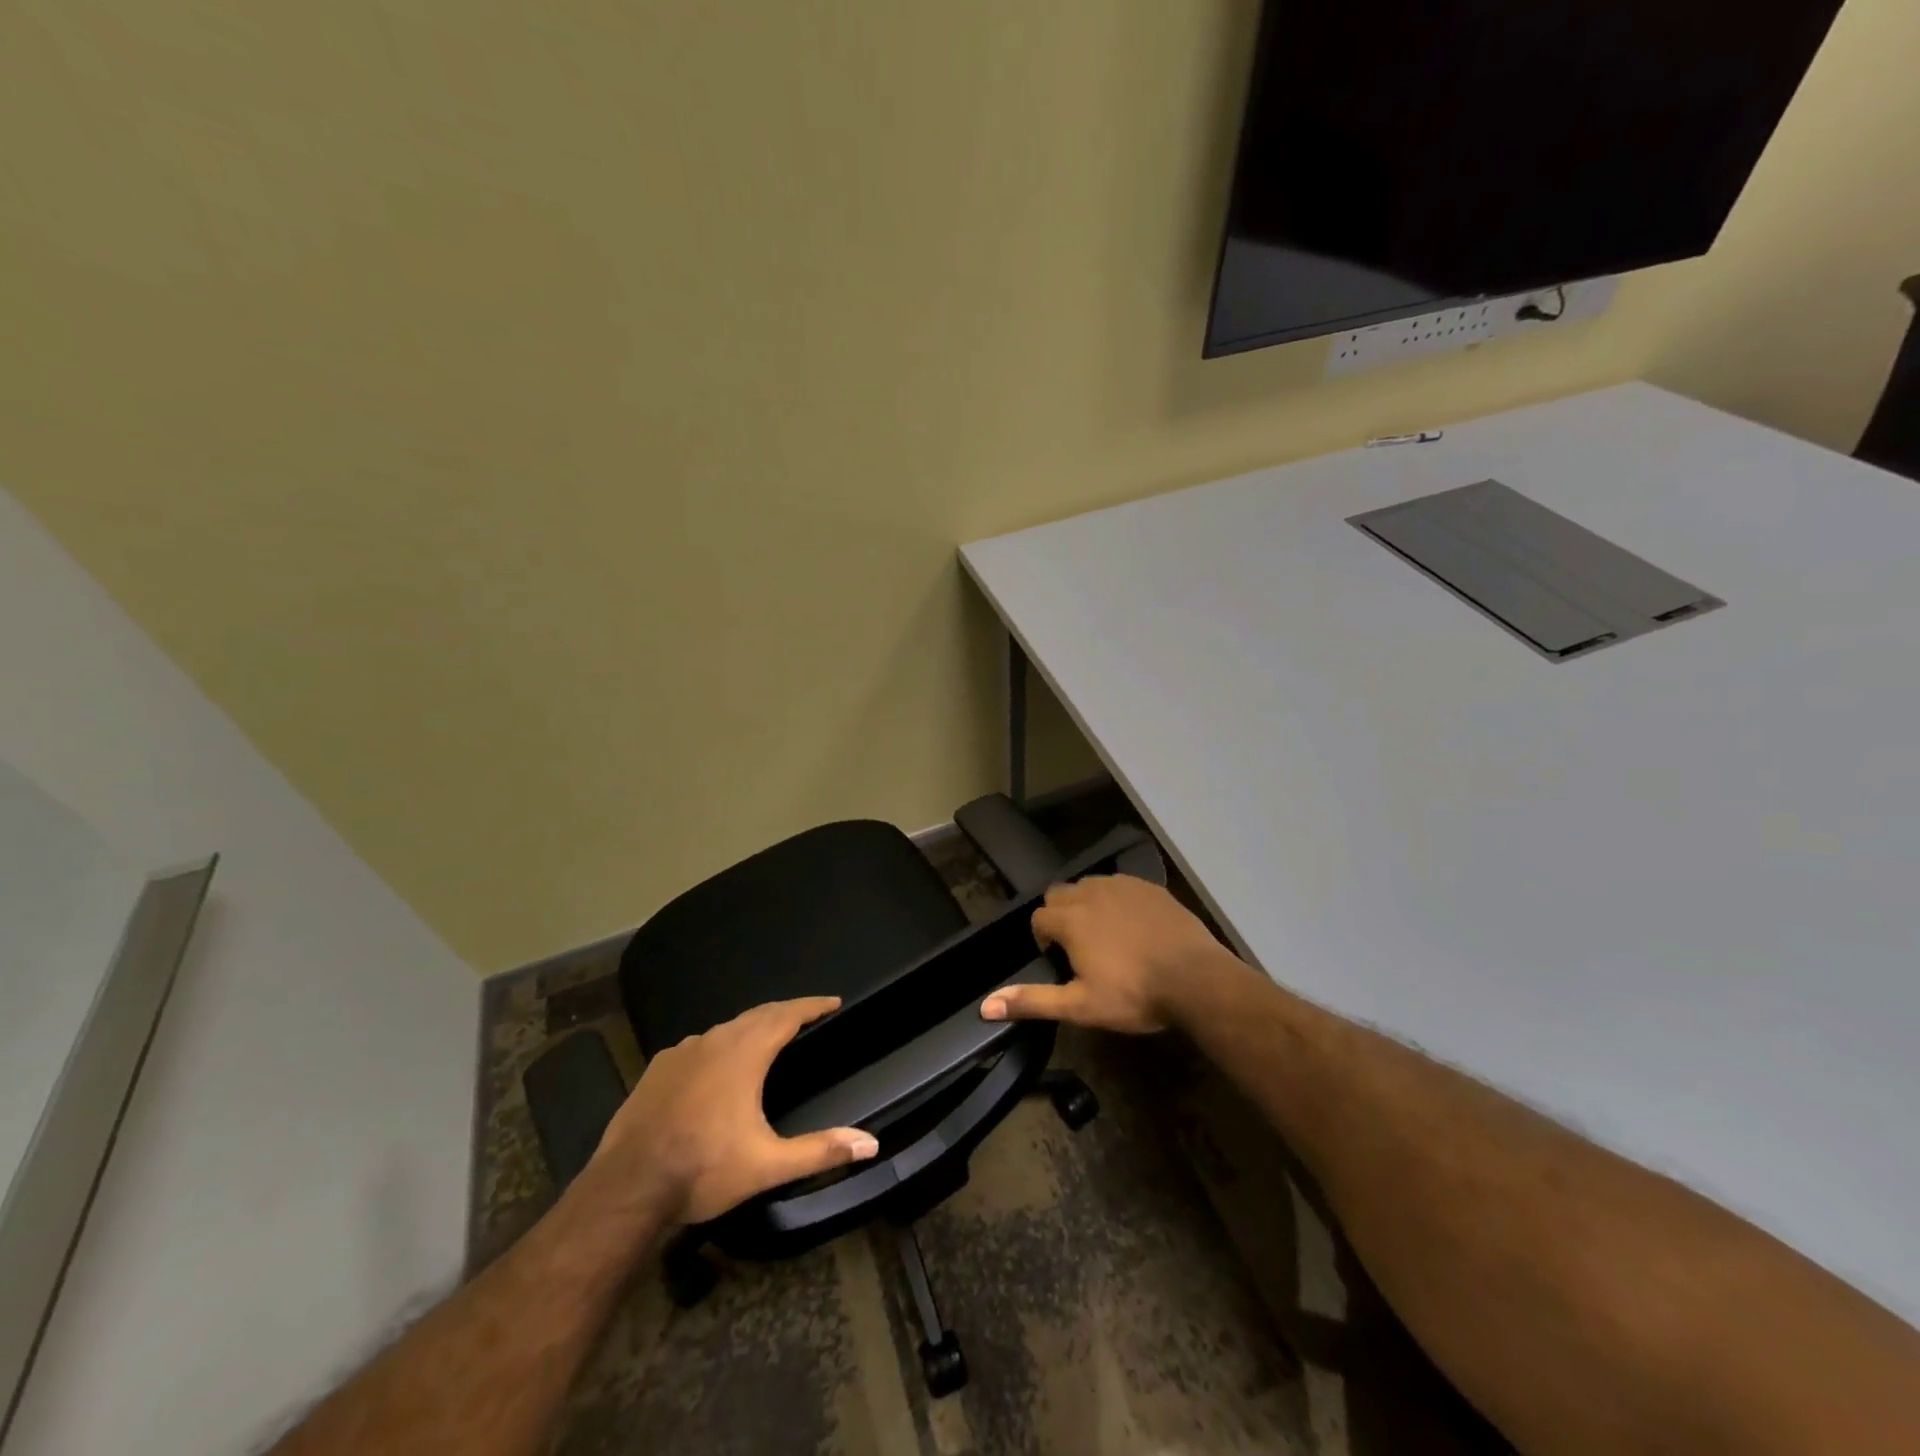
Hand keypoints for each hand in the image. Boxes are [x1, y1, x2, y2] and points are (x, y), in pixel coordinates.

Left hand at [592, 996, 878, 1226]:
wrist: (626, 1188)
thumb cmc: (703, 1169)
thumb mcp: (767, 1165)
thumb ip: (820, 1150)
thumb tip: (871, 1144)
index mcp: (745, 1053)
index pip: (788, 1014)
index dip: (813, 1006)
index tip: (834, 1002)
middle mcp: (714, 1040)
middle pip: (758, 1014)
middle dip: (786, 1012)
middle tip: (807, 1017)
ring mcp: (682, 1052)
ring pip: (725, 1028)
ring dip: (751, 1028)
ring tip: (767, 1040)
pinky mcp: (657, 1068)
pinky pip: (698, 1046)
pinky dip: (718, 1046)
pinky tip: (716, 1067)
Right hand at [979, 874, 1236, 1033]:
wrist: (1197, 979)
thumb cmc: (1134, 995)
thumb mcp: (1081, 1006)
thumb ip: (1033, 1001)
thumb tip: (985, 1006)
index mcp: (1071, 919)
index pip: (1039, 917)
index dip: (1043, 938)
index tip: (1058, 960)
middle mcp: (1092, 893)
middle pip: (1060, 893)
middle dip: (1061, 914)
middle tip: (1078, 946)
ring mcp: (1124, 886)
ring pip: (1091, 885)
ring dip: (1088, 903)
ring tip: (1105, 934)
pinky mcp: (1151, 887)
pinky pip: (1122, 885)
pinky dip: (1118, 900)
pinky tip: (1134, 925)